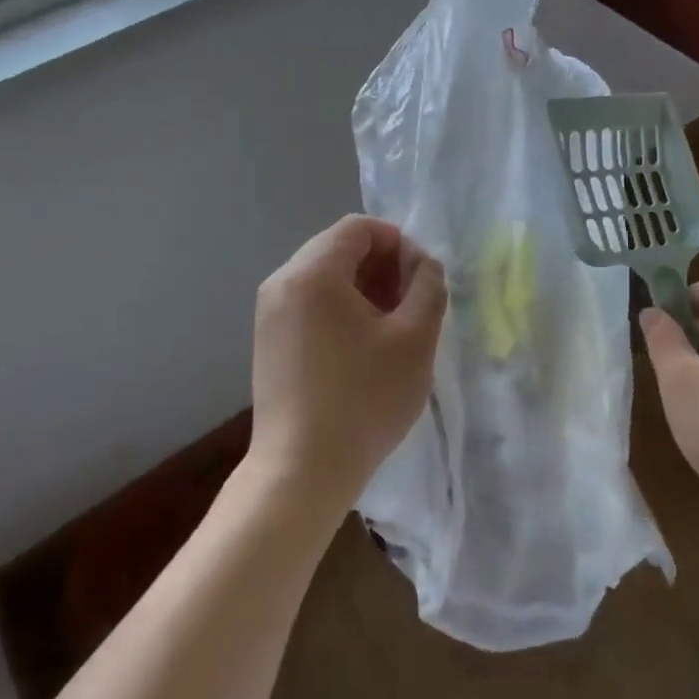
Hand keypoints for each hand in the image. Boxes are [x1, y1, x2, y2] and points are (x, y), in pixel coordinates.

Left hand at [250, 215, 446, 517]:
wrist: (302, 471)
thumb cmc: (364, 399)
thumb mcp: (415, 338)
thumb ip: (428, 286)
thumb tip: (423, 264)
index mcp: (312, 272)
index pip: (360, 228)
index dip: (399, 243)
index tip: (423, 280)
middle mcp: (282, 282)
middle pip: (339, 249)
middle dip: (383, 267)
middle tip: (414, 305)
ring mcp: (270, 314)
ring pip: (326, 278)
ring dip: (365, 290)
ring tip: (394, 329)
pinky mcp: (269, 341)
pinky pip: (311, 304)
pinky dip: (342, 310)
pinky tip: (364, 348)